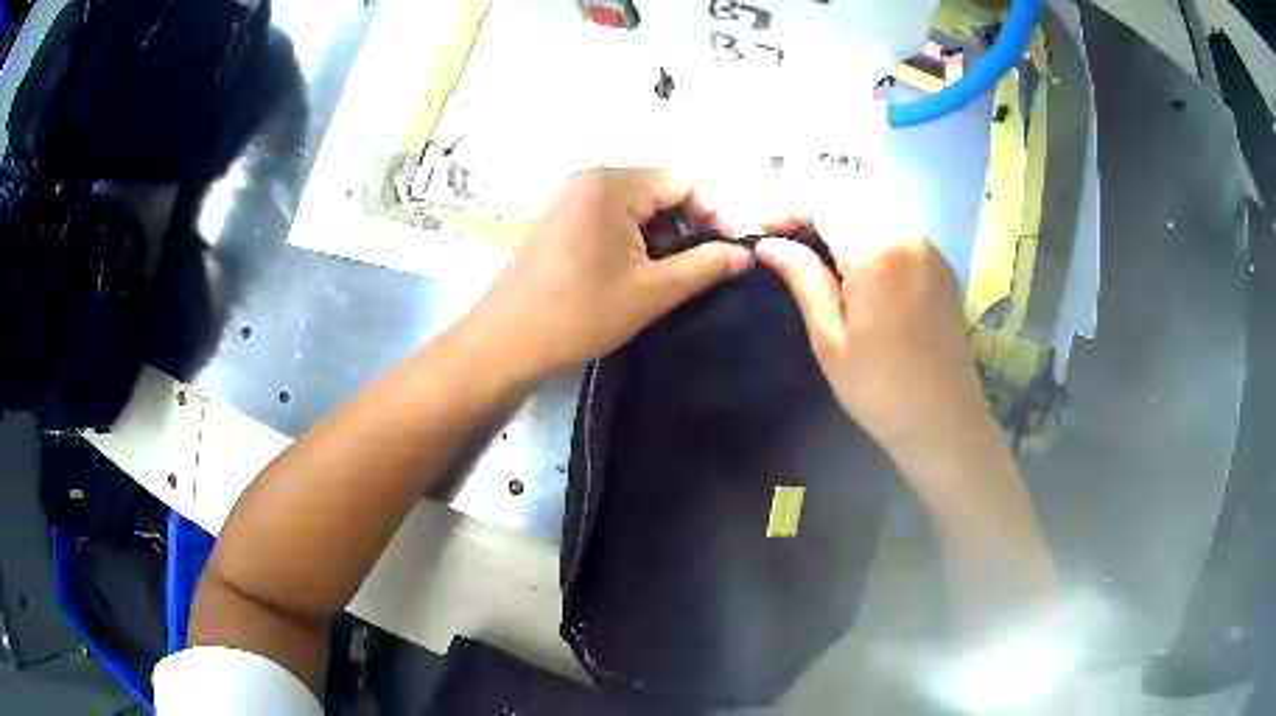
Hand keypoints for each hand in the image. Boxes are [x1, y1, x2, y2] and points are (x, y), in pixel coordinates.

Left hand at [465, 168, 754, 378]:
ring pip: (640, 205)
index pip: (685, 179)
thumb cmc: (580, 313)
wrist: (506, 341)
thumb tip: (746, 253)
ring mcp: (573, 199)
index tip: (741, 245)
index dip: (720, 209)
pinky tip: (648, 269)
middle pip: (662, 188)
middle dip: (695, 222)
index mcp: (613, 185)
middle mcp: (592, 180)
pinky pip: (615, 217)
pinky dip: (640, 237)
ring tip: (685, 270)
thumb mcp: (653, 291)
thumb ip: (705, 265)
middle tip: (717, 260)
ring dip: (668, 233)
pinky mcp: (563, 220)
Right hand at [755, 226, 992, 477]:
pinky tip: (853, 264)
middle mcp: (908, 235)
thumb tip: (768, 243)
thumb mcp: (830, 338)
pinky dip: (868, 234)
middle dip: (813, 212)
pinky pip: (897, 231)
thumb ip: (802, 278)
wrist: (943, 421)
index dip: (788, 210)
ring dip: (841, 222)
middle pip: (851, 200)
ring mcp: (929, 248)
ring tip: (813, 252)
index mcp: (878, 251)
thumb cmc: (879, 388)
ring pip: (875, 212)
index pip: (825, 203)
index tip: (762, 233)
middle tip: (784, 242)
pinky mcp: (940, 265)